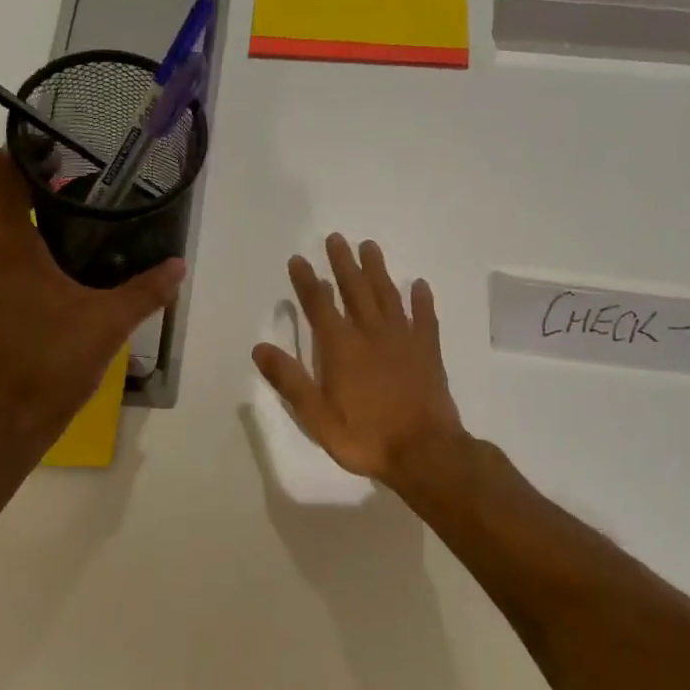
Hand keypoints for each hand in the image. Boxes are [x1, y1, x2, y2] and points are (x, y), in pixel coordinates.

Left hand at [0, 148, 183, 446]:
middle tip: (83, 204)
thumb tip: (178, 266)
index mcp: (9, 242)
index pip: (1, 172)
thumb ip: (146, 291)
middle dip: (37, 197)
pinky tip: (54, 288)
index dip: (23, 151)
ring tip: (73, 243)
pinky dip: (19, 264)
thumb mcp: (109, 322)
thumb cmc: (53, 359)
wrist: (6, 419)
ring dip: (27, 233)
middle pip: (1, 204)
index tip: (57, 152)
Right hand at [252, 235, 466, 484]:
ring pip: (388, 295)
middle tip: (336, 238)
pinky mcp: (428, 352)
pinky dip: (422, 299)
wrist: (424, 451)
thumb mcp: (317, 416)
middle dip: (343, 263)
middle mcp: (371, 334)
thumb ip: (290, 380)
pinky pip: (425, 317)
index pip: (319, 304)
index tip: (298, 259)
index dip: (306, 280)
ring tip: (369, 246)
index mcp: (341, 348)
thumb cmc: (365, 437)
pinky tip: (419, 285)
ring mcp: (404, 340)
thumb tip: (260, 348)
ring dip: (377, 270)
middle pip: (355, 290)